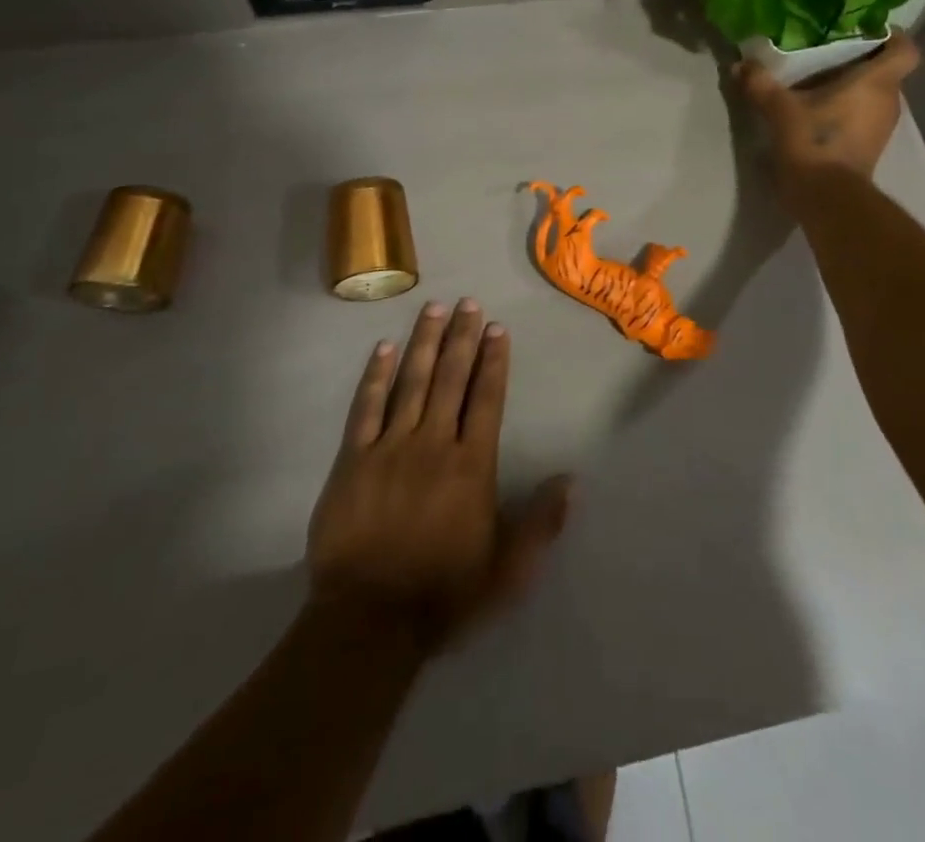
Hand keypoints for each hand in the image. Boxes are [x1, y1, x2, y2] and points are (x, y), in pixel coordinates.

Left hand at [305, 299, 573, 652]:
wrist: (368, 623)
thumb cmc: (444, 594)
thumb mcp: (508, 571)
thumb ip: (541, 523)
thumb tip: (572, 479)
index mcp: (472, 466)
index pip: (487, 399)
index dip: (493, 361)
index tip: (496, 328)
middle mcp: (434, 444)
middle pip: (451, 379)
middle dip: (461, 338)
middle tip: (468, 302)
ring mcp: (390, 448)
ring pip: (411, 383)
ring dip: (424, 343)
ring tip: (433, 308)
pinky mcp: (353, 461)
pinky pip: (365, 409)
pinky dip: (376, 377)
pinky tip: (384, 348)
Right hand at [737, 33, 921, 185]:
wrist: (827, 199)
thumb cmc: (814, 143)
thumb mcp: (780, 109)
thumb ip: (761, 84)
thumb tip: (740, 64)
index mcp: (877, 82)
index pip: (906, 49)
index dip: (892, 36)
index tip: (865, 30)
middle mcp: (889, 101)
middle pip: (886, 71)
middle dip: (861, 60)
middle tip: (828, 51)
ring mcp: (882, 128)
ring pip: (874, 95)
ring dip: (853, 88)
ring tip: (818, 80)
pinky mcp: (870, 147)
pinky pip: (864, 117)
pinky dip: (848, 110)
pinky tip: (818, 110)